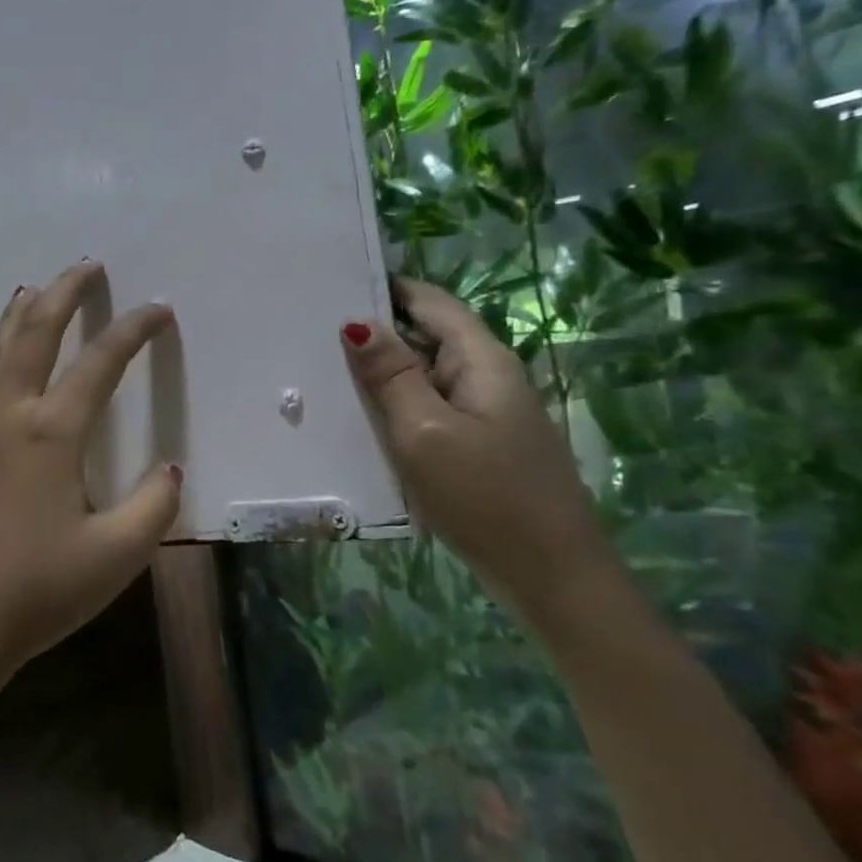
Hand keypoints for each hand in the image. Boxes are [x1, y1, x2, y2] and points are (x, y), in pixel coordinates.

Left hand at [0, 261, 182, 685]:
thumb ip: (153, 505)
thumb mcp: (116, 555)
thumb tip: (170, 469)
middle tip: (84, 267)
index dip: (134, 330)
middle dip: (62, 293)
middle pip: (34, 333)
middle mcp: (7, 416)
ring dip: (16, 319)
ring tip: (31, 293)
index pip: (101, 362)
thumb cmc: (36, 591)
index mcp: (51, 431)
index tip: (159, 309)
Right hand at [341, 279, 613, 615]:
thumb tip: (356, 322)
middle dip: (374, 331)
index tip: (330, 284)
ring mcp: (483, 414)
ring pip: (423, 377)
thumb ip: (392, 376)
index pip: (429, 302)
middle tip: (309, 332)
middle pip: (425, 337)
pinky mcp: (475, 447)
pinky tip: (357, 420)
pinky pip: (427, 411)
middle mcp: (485, 378)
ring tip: (319, 371)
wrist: (551, 576)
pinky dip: (393, 408)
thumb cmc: (486, 496)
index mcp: (481, 361)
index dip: (385, 288)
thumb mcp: (426, 431)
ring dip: (379, 374)